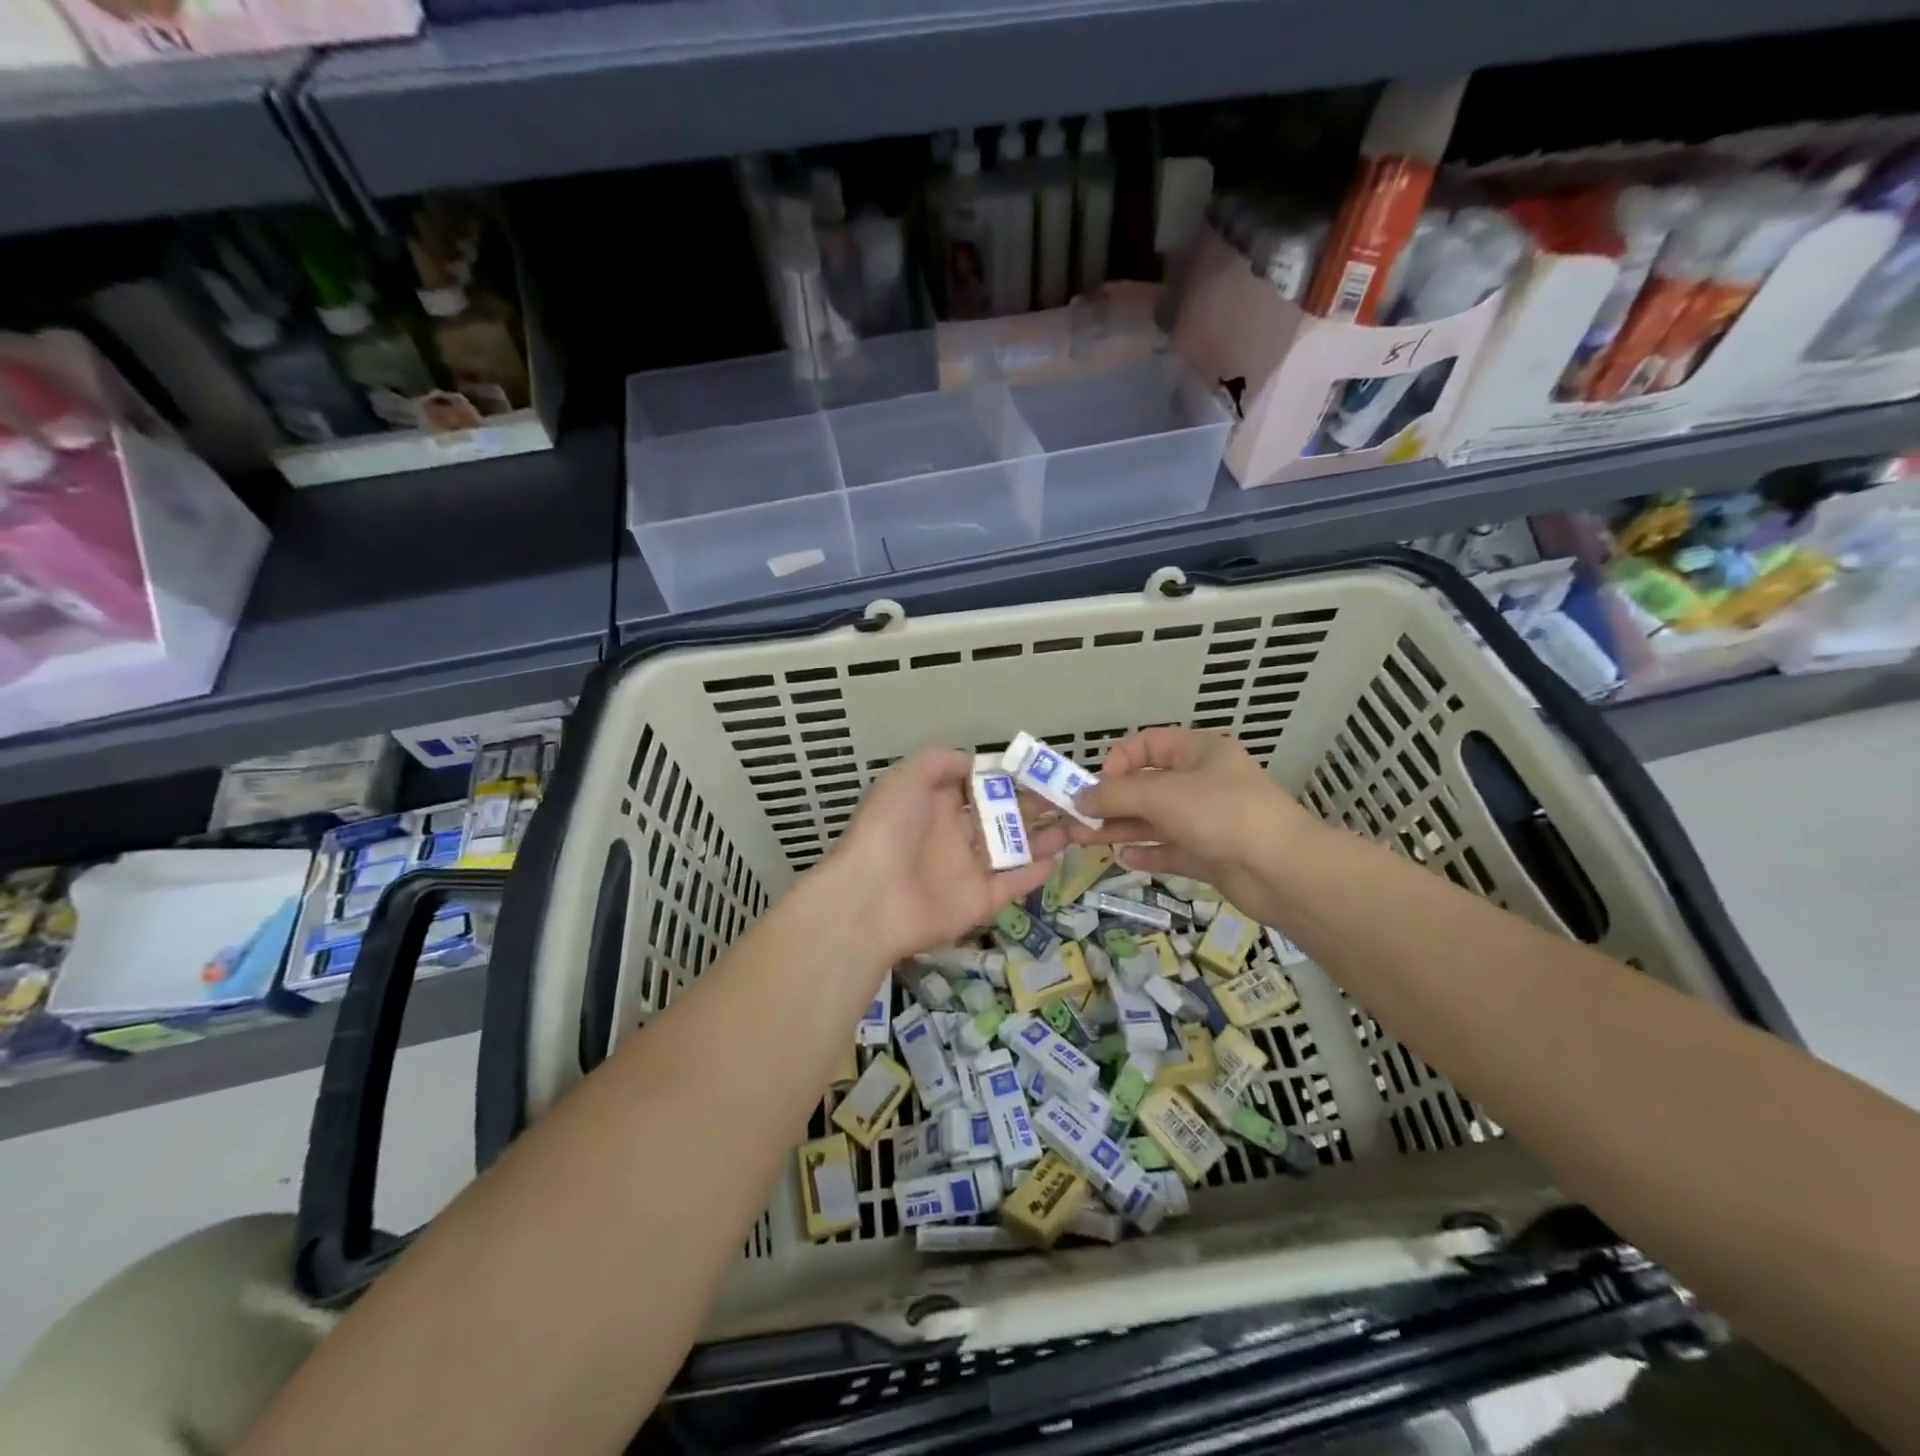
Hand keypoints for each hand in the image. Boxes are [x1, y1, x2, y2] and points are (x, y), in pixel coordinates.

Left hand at [824, 748, 1065, 967]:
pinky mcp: (979, 901)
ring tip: (1076, 823)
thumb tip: (978, 763)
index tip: (1038, 768)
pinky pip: (1012, 884)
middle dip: (1032, 804)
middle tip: (1067, 795)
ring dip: (1043, 837)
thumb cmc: (888, 829)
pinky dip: (1035, 873)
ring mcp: (968, 869)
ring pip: (1013, 849)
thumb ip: (941, 762)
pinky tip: (1059, 856)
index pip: (977, 786)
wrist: (870, 898)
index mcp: (935, 804)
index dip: (1006, 776)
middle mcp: (953, 834)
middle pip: (1000, 816)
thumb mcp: (905, 778)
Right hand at [1071, 727, 1320, 922]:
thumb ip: (1116, 795)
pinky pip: (1171, 849)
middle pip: (1148, 786)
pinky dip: (1147, 852)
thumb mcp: (1162, 796)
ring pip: (1155, 820)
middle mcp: (1203, 782)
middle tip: (1078, 818)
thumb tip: (1080, 798)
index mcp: (1199, 752)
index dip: (1120, 759)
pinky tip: (1123, 859)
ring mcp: (1208, 820)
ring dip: (1122, 828)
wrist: (1283, 870)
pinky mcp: (1211, 854)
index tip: (1098, 783)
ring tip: (1087, 841)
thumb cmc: (1221, 814)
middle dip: (1112, 801)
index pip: (1149, 744)